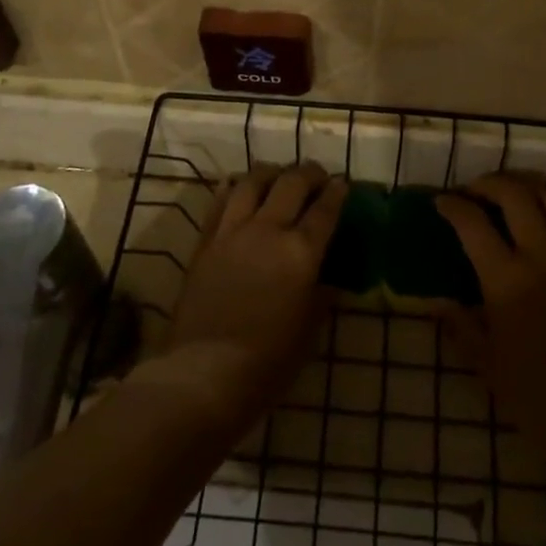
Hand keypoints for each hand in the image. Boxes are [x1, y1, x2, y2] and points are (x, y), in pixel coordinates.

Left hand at [158, 164, 344, 433]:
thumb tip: (327, 278)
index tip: (341, 184)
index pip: (324, 210)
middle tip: (316, 175)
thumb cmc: (268, 362)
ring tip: (278, 175)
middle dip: (308, 173)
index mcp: (301, 252)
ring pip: (253, 182)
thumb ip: (320, 295)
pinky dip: (234, 187)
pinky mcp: (206, 241)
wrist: (204, 372)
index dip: (336, 193)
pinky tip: (239, 185)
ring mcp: (233, 232)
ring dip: (270, 172)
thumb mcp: (308, 330)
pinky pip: (220, 201)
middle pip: (291, 184)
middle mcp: (268, 231)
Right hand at [435, 175, 545, 458]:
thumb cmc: (534, 394)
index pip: (472, 224)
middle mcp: (540, 257)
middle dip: (488, 183)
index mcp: (506, 280)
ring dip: (524, 187)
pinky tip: (544, 218)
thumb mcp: (485, 362)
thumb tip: (437, 301)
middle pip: (514, 196)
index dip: (452, 206)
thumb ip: (460, 325)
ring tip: (507, 193)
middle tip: (472, 191)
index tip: (440, 202)